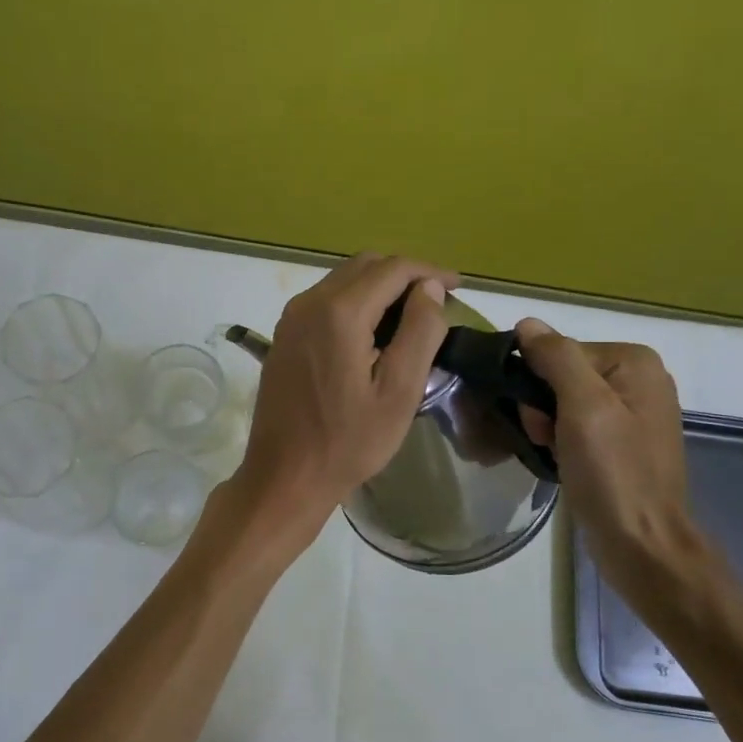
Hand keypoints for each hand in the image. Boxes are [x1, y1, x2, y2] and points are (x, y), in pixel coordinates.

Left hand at [233, 253, 457, 530]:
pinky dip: (356, 303)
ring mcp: (291, 319)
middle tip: (437, 302)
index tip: (458, 286)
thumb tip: (430, 288)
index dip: (430, 271)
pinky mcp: (284, 336)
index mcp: (339, 313)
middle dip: (404, 275)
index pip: (392, 269)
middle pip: (364, 266)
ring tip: (411, 317)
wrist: (284, 475)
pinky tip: (374, 333)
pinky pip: (325, 301)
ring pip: (343, 280)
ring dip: (379, 288)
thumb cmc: (348, 441)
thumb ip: (419, 332)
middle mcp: (309, 303)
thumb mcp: (399, 392)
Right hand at [514, 319, 712, 608]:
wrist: (641, 544)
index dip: (538, 382)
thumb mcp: (583, 407)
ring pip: (564, 402)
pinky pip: (576, 425)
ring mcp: (632, 413)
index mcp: (635, 362)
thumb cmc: (613, 472)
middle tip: (546, 439)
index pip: (561, 352)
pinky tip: (561, 461)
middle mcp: (638, 380)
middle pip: (562, 375)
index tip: (539, 420)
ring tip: (554, 455)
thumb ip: (557, 358)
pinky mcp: (622, 443)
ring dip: (547, 426)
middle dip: (542, 407)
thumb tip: (527, 324)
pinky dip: (561, 440)